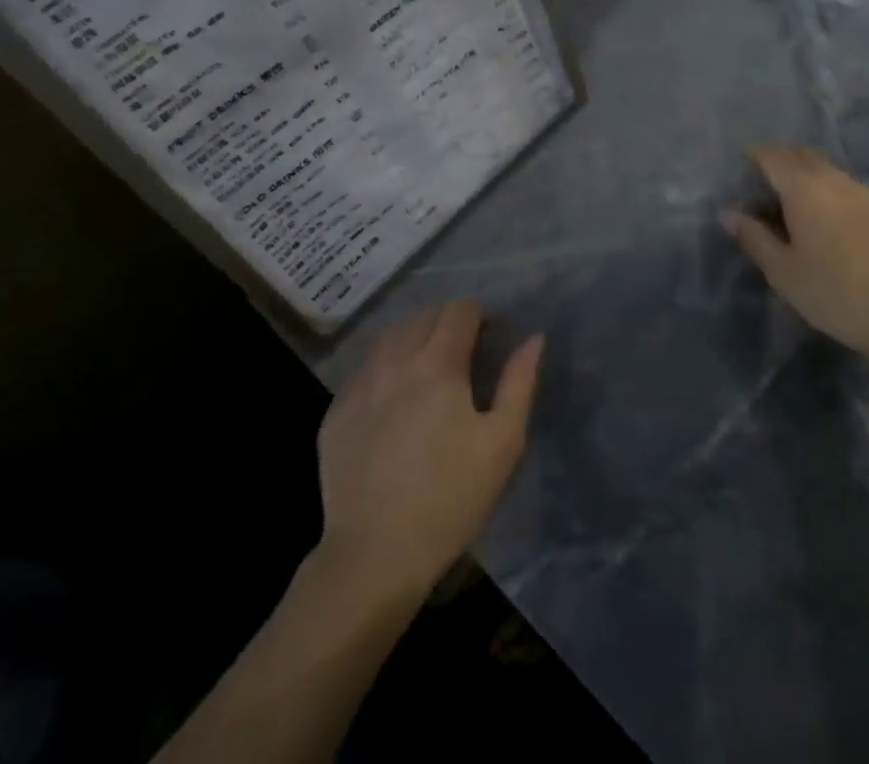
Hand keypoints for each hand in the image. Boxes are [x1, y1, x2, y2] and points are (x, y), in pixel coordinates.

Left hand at [316, 301, 542, 599]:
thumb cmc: (450, 499)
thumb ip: (519, 382)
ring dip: (414, 338)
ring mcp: (359, 385)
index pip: (459, 311)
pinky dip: (385, 366)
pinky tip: (394, 397)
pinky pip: (365, 369)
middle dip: (448, 322)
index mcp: (437, 364)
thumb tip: (533, 338)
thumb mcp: (503, 442)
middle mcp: (394, 361)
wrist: (374, 556)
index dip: (480, 316)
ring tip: (429, 366)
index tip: (491, 337)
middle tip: (465, 352)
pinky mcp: (335, 412)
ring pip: (390, 337)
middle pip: (423, 316)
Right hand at [722, 145, 868, 377]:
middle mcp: (834, 180)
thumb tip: (728, 213)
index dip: (753, 157)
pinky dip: (828, 191)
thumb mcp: (783, 271)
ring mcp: (864, 192)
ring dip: (804, 176)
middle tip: (761, 187)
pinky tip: (826, 223)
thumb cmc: (835, 293)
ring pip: (826, 170)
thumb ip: (753, 237)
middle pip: (801, 156)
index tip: (740, 170)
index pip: (772, 155)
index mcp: (804, 189)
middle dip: (778, 162)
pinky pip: (846, 187)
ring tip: (791, 206)